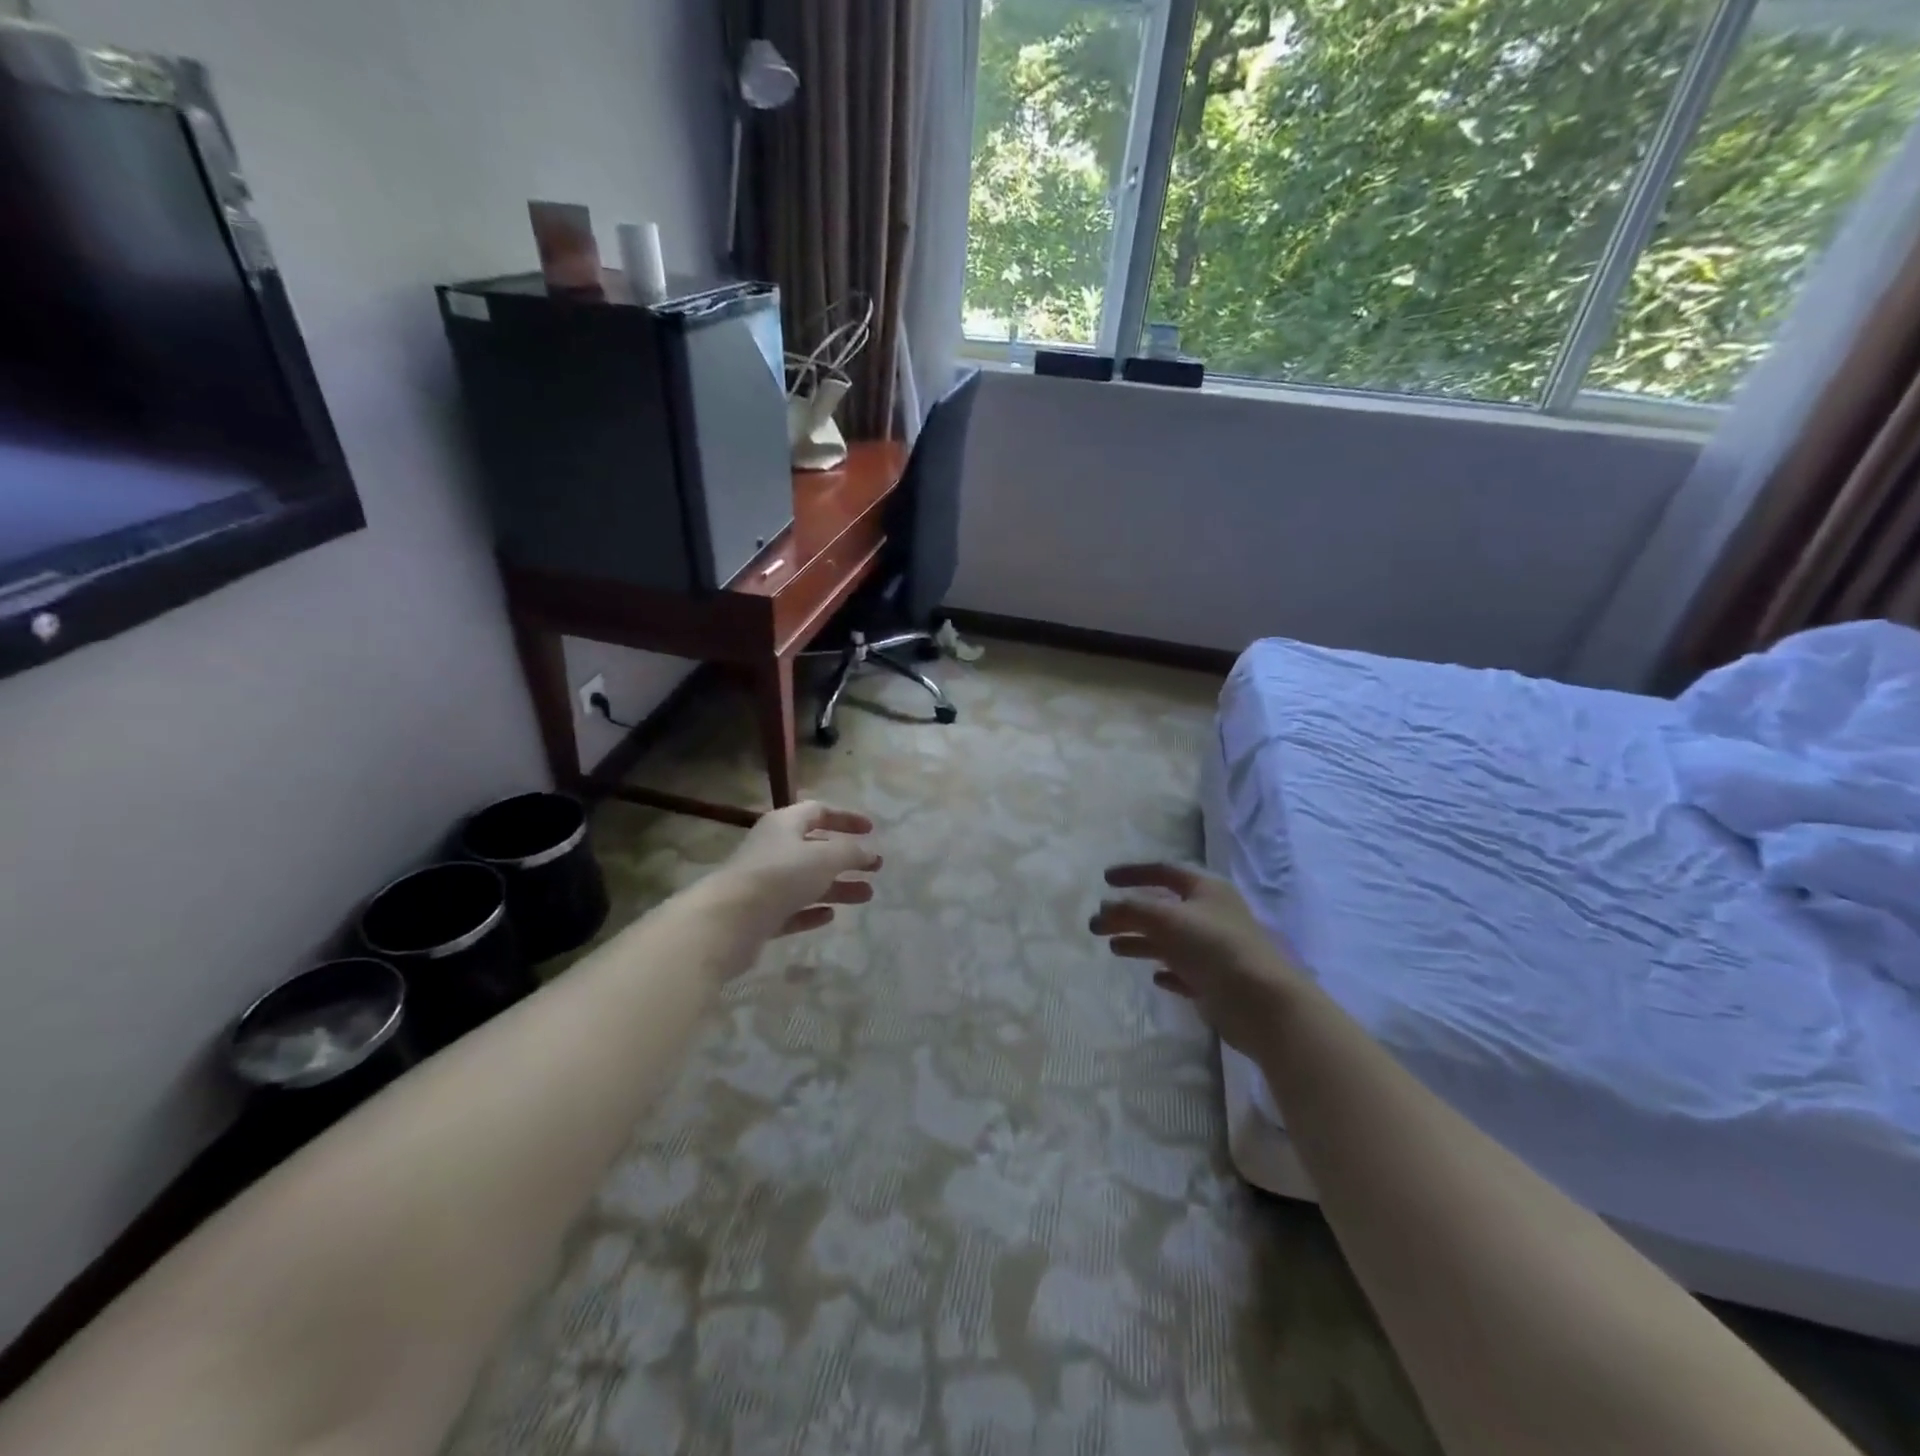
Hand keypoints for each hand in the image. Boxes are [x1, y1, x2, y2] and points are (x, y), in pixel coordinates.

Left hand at [717, 801, 881, 937]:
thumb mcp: (824, 858)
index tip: (871, 830)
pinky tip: (829, 917)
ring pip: (807, 881)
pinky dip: (812, 910)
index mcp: (784, 824)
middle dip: (846, 858)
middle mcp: (772, 848)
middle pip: (815, 848)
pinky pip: (791, 908)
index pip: (818, 811)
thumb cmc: (780, 876)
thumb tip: (869, 853)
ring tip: (867, 897)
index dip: (846, 818)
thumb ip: (851, 853)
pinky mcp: (759, 914)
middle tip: (874, 869)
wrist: (729, 921)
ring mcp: (764, 882)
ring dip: (837, 887)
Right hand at [1089, 863, 1306, 1053]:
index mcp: (1204, 888)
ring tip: (1113, 949)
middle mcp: (1210, 914)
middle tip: (1098, 924)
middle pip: (1162, 908)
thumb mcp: (1166, 919)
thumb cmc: (1213, 947)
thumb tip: (1103, 909)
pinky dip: (1166, 970)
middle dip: (1129, 914)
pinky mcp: (1215, 980)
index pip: (1163, 871)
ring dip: (1140, 942)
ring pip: (1169, 940)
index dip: (1133, 873)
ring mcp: (1214, 949)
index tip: (1104, 880)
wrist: (1260, 1002)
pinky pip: (1184, 970)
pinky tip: (1155, 978)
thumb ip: (1130, 910)